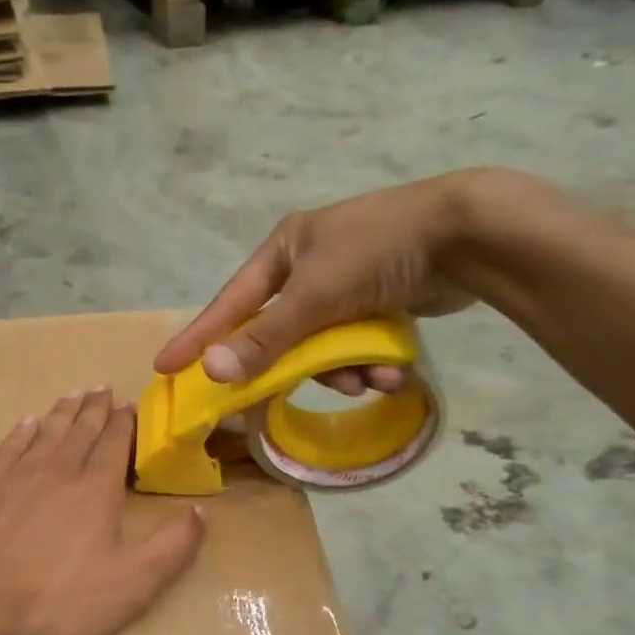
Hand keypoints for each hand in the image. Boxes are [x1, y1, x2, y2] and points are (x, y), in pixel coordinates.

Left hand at [0, 389, 205, 634]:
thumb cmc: (56, 598)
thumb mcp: (130, 585)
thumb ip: (171, 548)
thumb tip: (201, 511)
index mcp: (96, 491)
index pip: (115, 445)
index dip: (125, 424)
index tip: (130, 404)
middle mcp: (59, 471)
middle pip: (81, 431)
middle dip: (96, 409)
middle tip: (104, 388)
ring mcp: (17, 476)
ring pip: (46, 432)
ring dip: (63, 411)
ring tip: (75, 394)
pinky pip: (9, 447)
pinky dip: (22, 431)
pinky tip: (27, 423)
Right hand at [154, 169, 564, 393]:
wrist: (469, 234)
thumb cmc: (379, 252)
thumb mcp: (316, 296)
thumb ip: (265, 338)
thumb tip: (212, 372)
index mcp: (284, 251)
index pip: (229, 303)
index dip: (199, 337)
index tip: (166, 367)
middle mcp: (309, 266)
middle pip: (279, 332)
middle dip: (294, 364)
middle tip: (274, 400)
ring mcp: (346, 285)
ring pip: (322, 346)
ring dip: (343, 370)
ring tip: (368, 379)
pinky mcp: (379, 302)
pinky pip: (356, 344)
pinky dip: (369, 362)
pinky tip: (392, 371)